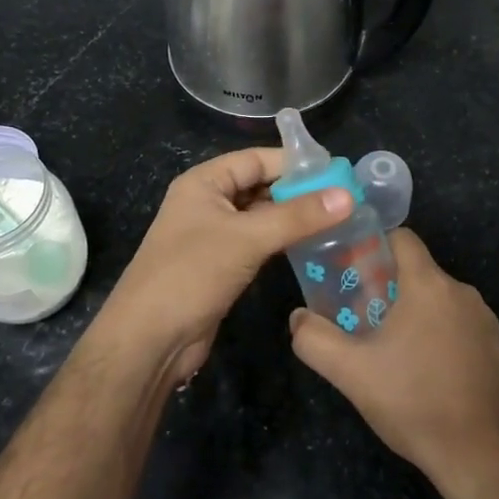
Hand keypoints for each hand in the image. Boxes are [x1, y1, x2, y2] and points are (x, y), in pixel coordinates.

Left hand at [100, 148, 354, 385]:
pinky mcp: (221, 266)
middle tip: (345, 198)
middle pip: (259, 186)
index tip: (337, 171)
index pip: (256, 159)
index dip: (294, 163)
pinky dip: (283, 242)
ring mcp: (213, 236)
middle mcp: (207, 202)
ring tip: (339, 220)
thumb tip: (348, 195)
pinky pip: (258, 243)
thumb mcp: (247, 238)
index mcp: (204, 182)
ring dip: (293, 218)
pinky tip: (313, 246)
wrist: (150, 339)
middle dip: (298, 191)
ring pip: (261, 217)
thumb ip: (298, 216)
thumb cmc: (192, 274)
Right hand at [289, 228, 498, 498]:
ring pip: (440, 301)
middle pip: (418, 272)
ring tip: (392, 349)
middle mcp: (462, 292)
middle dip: (388, 288)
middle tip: (362, 318)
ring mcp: (486, 322)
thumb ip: (314, 339)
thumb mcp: (350, 373)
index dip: (374, 246)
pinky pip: (461, 327)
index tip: (352, 271)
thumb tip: (297, 318)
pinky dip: (441, 337)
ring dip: (416, 314)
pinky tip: (427, 373)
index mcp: (429, 285)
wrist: (481, 456)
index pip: (402, 237)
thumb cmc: (413, 402)